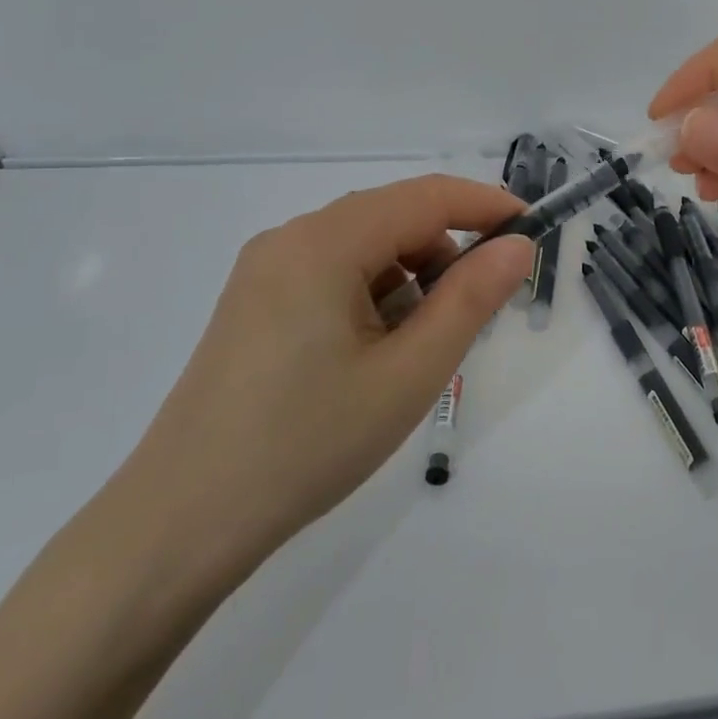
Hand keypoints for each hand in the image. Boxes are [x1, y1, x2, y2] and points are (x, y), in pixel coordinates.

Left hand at [114, 175, 532, 597]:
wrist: (183, 521)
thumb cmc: (308, 442)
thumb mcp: (409, 373)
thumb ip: (471, 299)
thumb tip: (516, 246)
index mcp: (323, 242)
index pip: (426, 197)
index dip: (486, 206)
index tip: (534, 232)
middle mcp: (289, 239)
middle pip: (393, 219)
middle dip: (446, 254)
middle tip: (477, 315)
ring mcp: (264, 271)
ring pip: (364, 249)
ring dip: (409, 281)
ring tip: (418, 351)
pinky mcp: (254, 304)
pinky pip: (332, 275)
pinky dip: (372, 298)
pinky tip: (373, 356)